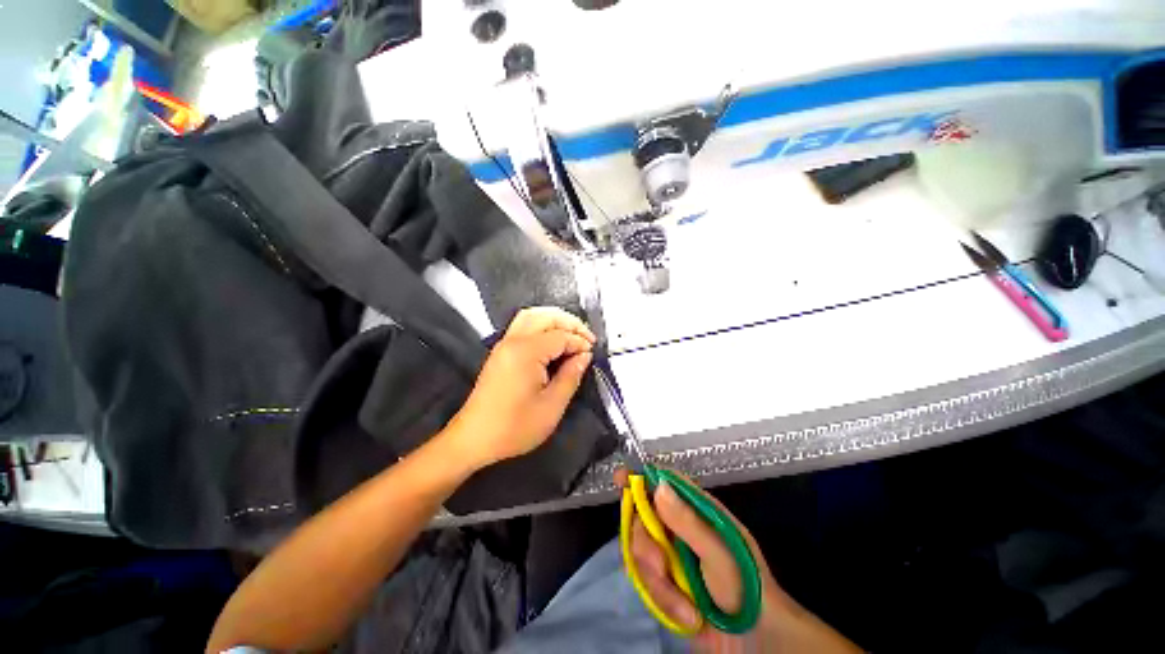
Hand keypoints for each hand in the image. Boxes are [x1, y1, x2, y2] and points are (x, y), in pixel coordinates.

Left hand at [446, 307, 595, 470]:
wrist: (474, 439)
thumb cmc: (514, 427)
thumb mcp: (551, 406)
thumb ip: (571, 376)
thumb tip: (585, 356)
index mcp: (526, 352)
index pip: (560, 336)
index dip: (580, 342)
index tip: (592, 354)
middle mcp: (513, 341)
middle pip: (545, 316)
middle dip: (570, 322)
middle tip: (587, 338)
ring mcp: (504, 344)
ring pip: (532, 316)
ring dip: (555, 320)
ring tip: (572, 334)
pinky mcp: (500, 352)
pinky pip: (523, 325)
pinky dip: (542, 325)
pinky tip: (553, 340)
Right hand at [619, 470, 861, 652]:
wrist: (754, 643)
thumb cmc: (746, 589)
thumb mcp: (719, 555)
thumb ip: (688, 523)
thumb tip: (659, 487)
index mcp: (697, 511)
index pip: (664, 483)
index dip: (641, 477)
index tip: (620, 478)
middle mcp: (679, 527)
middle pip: (642, 518)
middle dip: (646, 546)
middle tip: (659, 566)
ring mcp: (671, 554)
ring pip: (640, 552)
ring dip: (658, 582)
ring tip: (685, 604)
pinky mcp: (665, 581)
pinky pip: (645, 580)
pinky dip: (662, 600)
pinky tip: (686, 613)